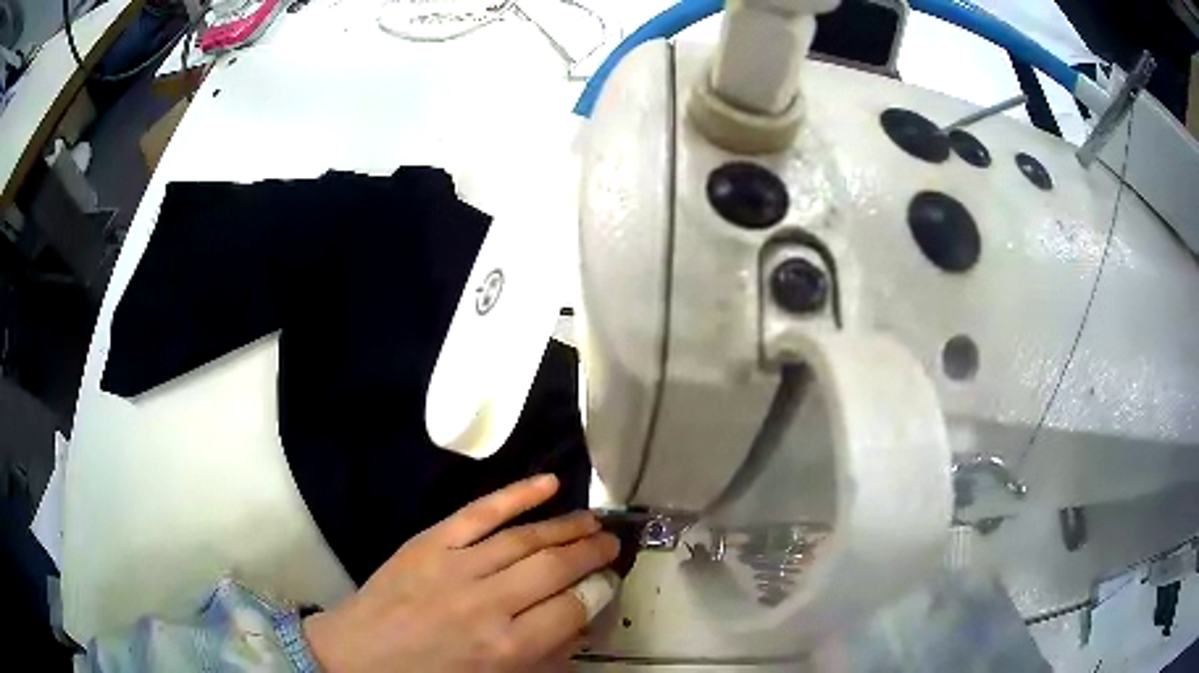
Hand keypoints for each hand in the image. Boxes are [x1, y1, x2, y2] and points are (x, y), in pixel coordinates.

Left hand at [302, 475, 619, 671]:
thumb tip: (581, 621)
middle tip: (612, 543)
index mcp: (505, 648)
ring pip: (524, 537)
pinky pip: (479, 512)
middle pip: (554, 568)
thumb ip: (544, 656)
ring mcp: (455, 567)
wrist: (358, 658)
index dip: (598, 591)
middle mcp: (486, 604)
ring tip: (593, 521)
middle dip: (591, 553)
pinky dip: (516, 495)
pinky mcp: (428, 543)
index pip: (571, 608)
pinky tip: (549, 483)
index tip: (609, 581)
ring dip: (566, 526)